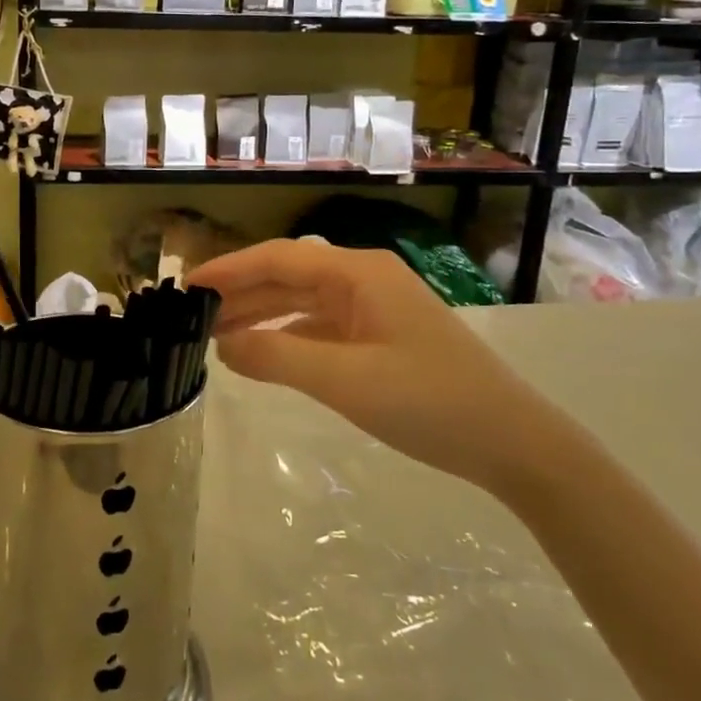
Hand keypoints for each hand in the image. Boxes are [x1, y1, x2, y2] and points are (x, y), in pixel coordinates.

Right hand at [186, 240, 557, 493]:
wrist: (513, 443)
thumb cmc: (430, 402)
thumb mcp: (346, 380)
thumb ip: (278, 358)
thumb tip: (223, 346)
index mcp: (358, 272)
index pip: (278, 258)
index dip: (229, 268)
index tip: (186, 286)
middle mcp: (363, 279)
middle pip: (287, 276)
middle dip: (240, 293)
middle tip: (191, 316)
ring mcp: (373, 308)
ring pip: (302, 301)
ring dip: (260, 315)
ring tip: (214, 335)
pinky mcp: (379, 336)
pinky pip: (319, 326)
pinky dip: (287, 336)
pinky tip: (261, 353)